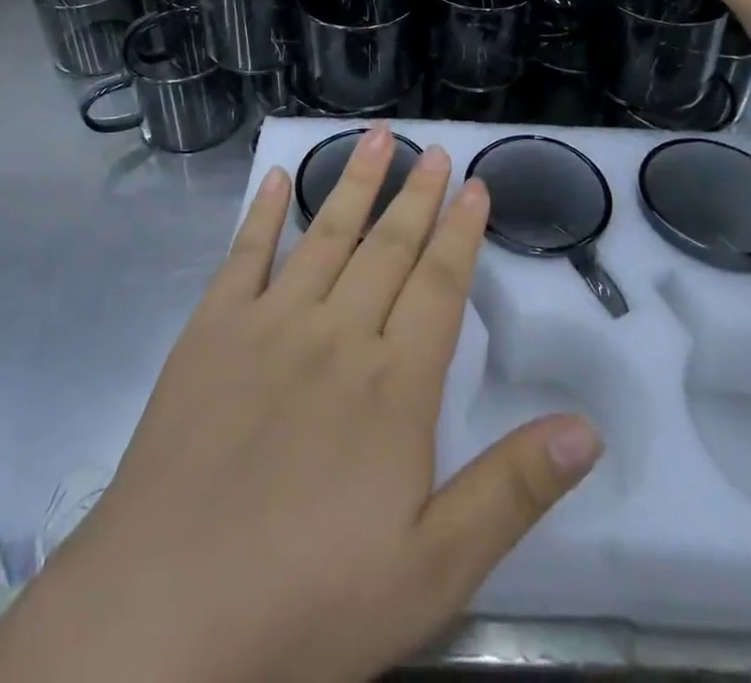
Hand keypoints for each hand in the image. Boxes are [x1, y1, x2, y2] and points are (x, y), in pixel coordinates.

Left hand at [0, 125, 601, 682]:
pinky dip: (262, 214)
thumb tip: (586, 429)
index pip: (439, 286)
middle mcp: (336, 335)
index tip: (475, 185)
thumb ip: (511, 492)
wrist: (164, 612)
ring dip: (353, 183)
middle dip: (416, 195)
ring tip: (375, 139)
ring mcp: (268, 325)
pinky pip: (243, 257)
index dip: (461, 232)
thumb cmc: (307, 600)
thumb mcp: (432, 571)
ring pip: (325, 237)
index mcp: (392, 386)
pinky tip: (275, 180)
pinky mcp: (210, 333)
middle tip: (434, 149)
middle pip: (387, 248)